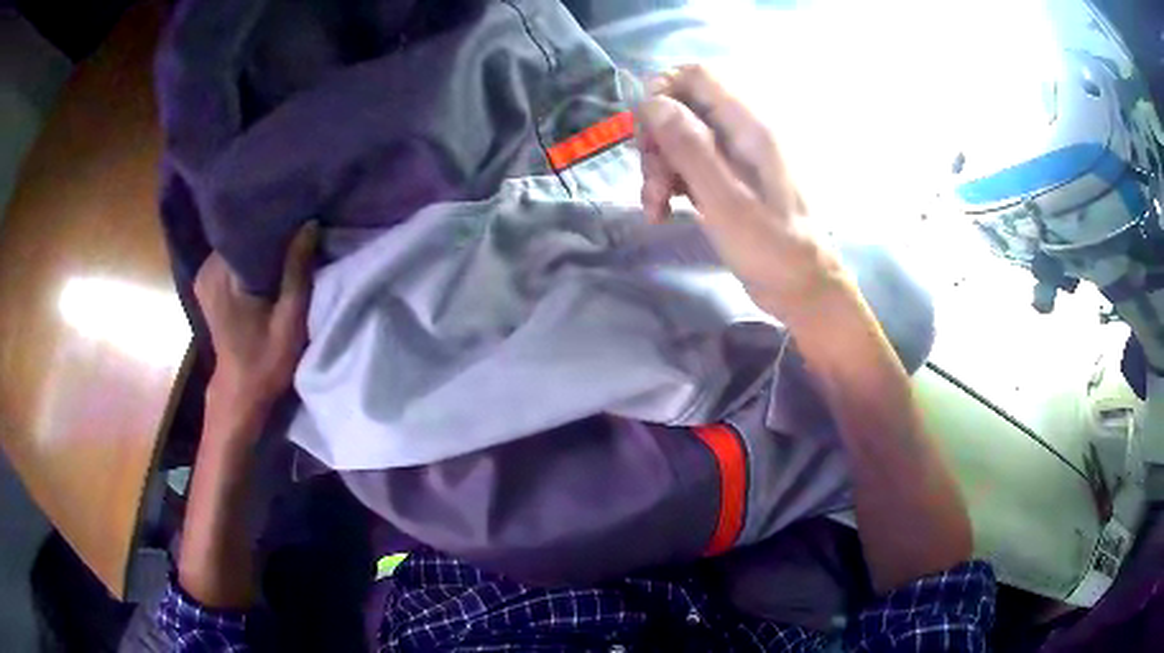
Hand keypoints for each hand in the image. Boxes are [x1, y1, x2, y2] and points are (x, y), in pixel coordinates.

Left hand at [194, 223, 318, 409]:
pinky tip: (272, 260)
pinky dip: (253, 256)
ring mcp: (205, 275)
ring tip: (289, 241)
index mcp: (223, 275)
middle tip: (299, 228)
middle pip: (243, 234)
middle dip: (271, 231)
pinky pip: (234, 256)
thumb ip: (297, 272)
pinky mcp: (208, 283)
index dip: (277, 221)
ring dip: (263, 244)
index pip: (250, 228)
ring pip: (239, 243)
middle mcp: (208, 269)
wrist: (241, 392)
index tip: (301, 215)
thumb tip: (310, 225)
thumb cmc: (265, 361)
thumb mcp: (289, 320)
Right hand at [637, 65, 848, 325]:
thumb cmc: (771, 248)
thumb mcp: (725, 201)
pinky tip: (662, 213)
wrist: (802, 289)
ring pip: (679, 139)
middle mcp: (740, 132)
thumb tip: (653, 103)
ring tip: (655, 208)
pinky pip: (688, 165)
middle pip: (681, 109)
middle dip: (656, 141)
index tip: (644, 131)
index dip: (662, 92)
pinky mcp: (727, 179)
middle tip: (651, 182)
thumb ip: (691, 147)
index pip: (696, 76)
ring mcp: (733, 156)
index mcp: (748, 126)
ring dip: (658, 168)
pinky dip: (670, 183)